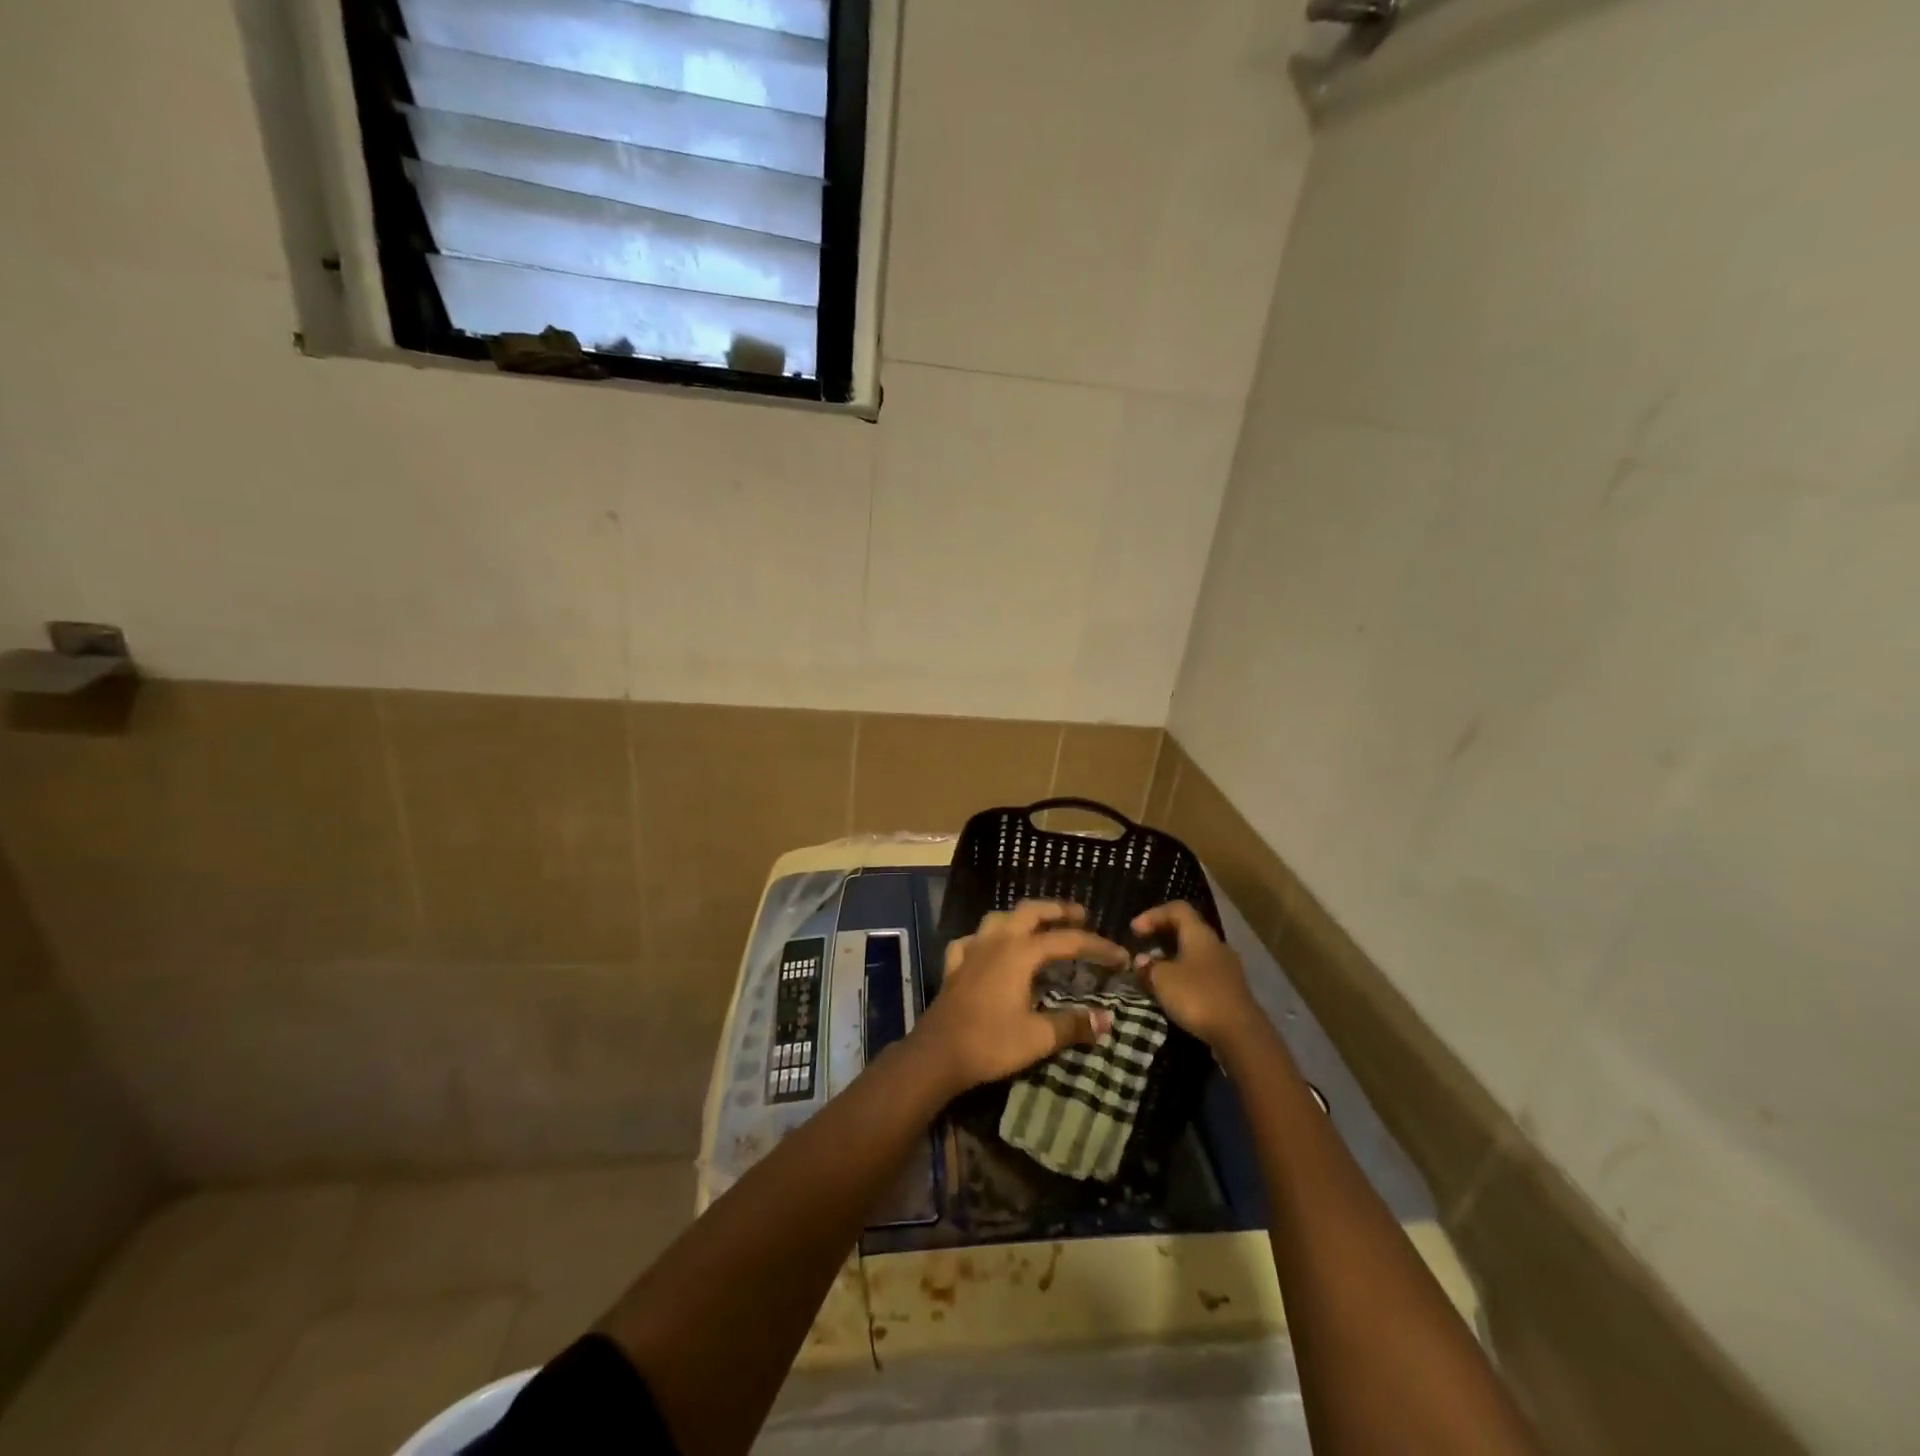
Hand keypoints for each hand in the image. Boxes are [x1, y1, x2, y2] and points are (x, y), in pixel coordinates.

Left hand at [909, 901, 1128, 1094]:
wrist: (937, 1055)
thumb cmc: (990, 1043)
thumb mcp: (1039, 1037)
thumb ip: (1074, 1024)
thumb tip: (1107, 1019)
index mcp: (1020, 952)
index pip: (1066, 941)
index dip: (1096, 946)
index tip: (1120, 956)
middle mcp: (996, 941)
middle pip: (1030, 911)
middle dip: (1058, 910)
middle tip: (1081, 916)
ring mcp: (972, 950)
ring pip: (999, 918)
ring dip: (1022, 917)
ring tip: (1039, 926)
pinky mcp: (954, 966)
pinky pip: (971, 940)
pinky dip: (985, 939)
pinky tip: (990, 949)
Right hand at [1131, 902, 1260, 1051]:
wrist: (1240, 1035)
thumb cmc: (1197, 997)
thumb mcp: (1162, 979)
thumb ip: (1148, 966)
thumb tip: (1142, 960)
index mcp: (1200, 934)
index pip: (1177, 909)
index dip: (1153, 914)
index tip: (1134, 931)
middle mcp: (1216, 945)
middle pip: (1186, 930)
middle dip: (1161, 937)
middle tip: (1142, 950)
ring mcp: (1226, 968)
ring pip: (1194, 954)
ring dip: (1171, 959)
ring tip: (1153, 975)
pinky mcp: (1230, 990)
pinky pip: (1202, 974)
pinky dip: (1184, 977)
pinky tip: (1173, 994)